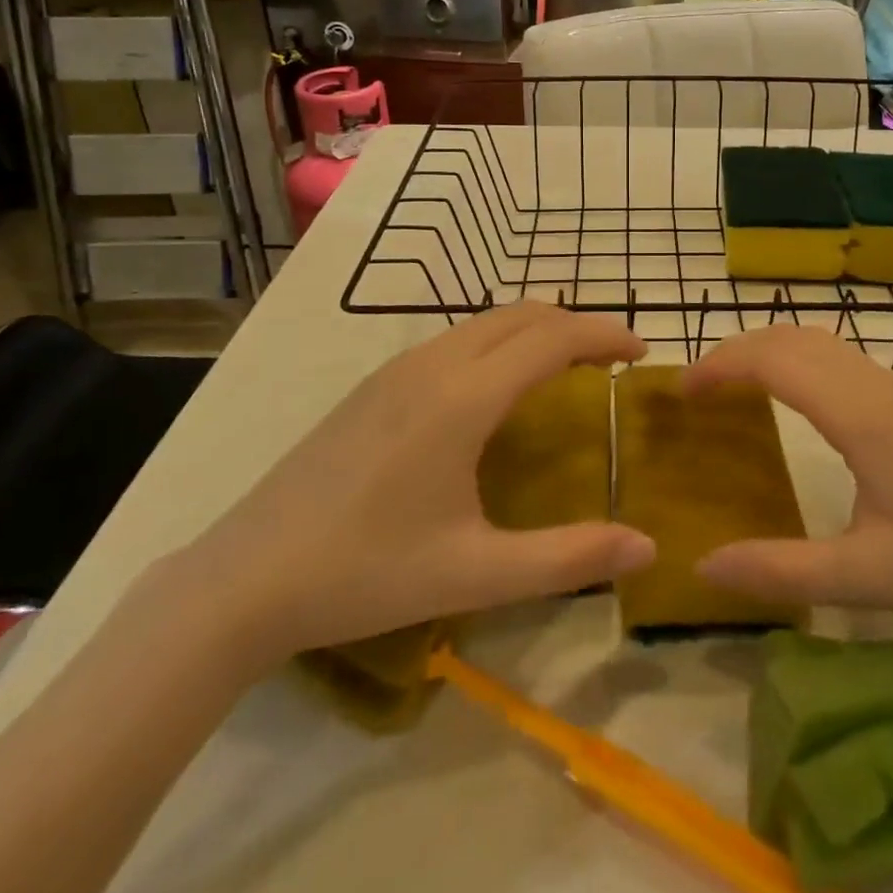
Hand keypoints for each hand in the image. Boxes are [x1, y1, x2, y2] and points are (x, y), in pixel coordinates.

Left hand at [182, 304, 656, 669]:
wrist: (245, 578)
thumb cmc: (366, 573)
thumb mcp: (476, 573)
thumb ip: (568, 557)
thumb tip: (647, 547)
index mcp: (464, 397)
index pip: (554, 337)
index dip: (605, 335)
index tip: (642, 352)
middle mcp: (434, 363)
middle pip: (523, 314)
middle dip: (577, 325)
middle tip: (612, 363)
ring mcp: (397, 368)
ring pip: (486, 321)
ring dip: (536, 331)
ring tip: (567, 372)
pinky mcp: (375, 384)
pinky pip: (456, 338)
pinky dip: (500, 342)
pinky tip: (498, 391)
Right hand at [684, 326, 892, 628]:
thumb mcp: (869, 576)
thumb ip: (782, 571)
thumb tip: (703, 567)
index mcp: (860, 416)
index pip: (774, 361)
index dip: (720, 365)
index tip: (681, 390)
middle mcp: (874, 386)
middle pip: (790, 338)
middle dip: (735, 350)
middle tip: (696, 387)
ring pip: (817, 340)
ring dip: (767, 349)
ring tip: (731, 385)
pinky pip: (837, 356)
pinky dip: (796, 358)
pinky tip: (791, 396)